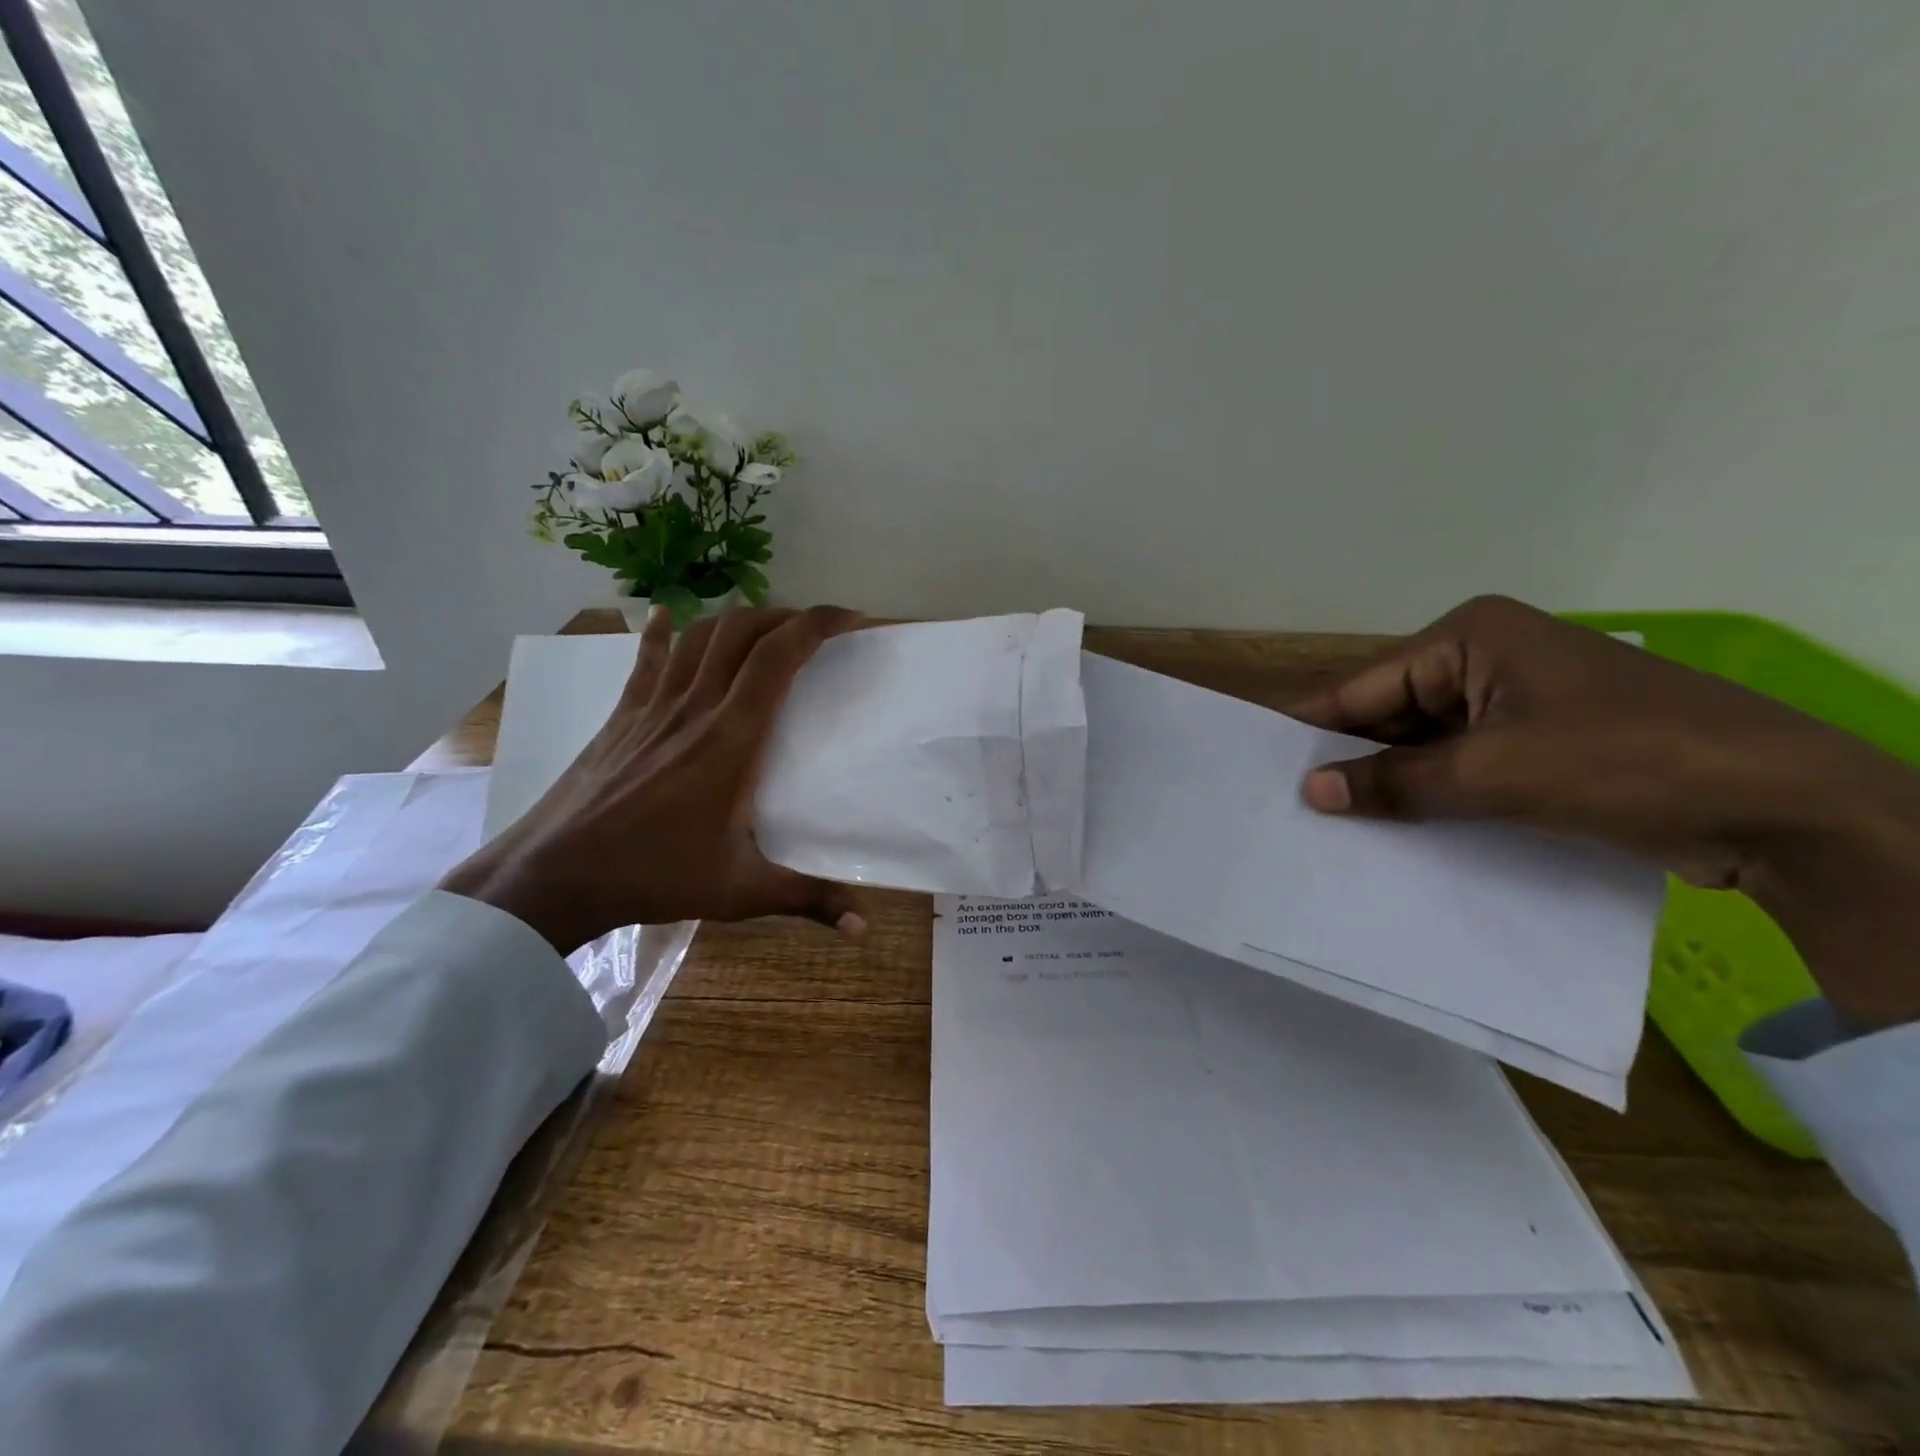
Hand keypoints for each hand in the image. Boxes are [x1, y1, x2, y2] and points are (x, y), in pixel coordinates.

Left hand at [442, 605, 869, 955]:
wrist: (552, 877)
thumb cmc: (652, 877)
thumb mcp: (740, 891)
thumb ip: (808, 900)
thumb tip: (865, 927)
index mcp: (731, 739)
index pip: (778, 658)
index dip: (817, 625)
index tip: (850, 619)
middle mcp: (694, 708)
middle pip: (743, 633)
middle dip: (786, 617)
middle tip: (817, 629)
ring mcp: (652, 707)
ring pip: (700, 638)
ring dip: (739, 622)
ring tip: (767, 628)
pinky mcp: (623, 716)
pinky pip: (648, 661)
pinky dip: (664, 634)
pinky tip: (667, 616)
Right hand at [1291, 595, 1919, 1027]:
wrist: (1789, 808)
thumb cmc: (1629, 761)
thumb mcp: (1496, 772)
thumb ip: (1396, 781)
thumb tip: (1311, 792)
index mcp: (1470, 638)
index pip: (1365, 687)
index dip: (1315, 732)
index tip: (1261, 772)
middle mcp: (1485, 660)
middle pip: (1391, 715)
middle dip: (1352, 763)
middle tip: (1290, 811)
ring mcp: (1514, 704)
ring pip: (1424, 746)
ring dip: (1392, 785)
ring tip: (1330, 830)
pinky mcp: (1538, 745)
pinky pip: (1461, 768)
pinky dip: (1432, 798)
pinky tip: (1393, 833)